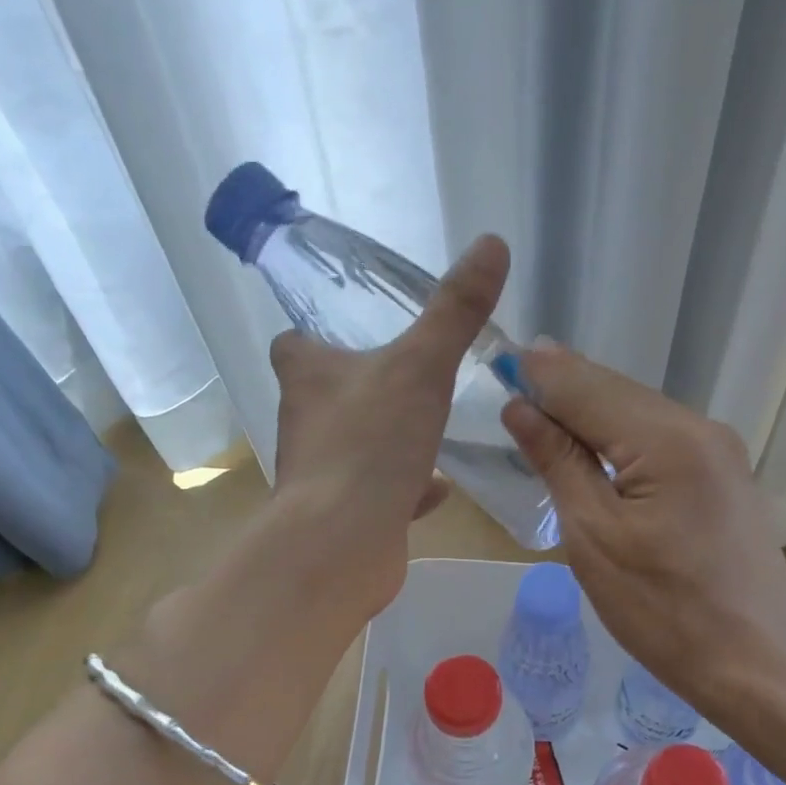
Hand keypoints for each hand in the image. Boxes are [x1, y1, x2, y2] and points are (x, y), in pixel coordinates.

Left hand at [268, 234, 508, 619]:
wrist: (343, 542)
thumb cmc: (371, 442)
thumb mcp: (421, 366)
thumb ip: (455, 311)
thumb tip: (492, 243)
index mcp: (307, 376)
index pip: (294, 344)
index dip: (316, 336)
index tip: (352, 333)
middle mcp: (304, 422)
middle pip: (325, 395)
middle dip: (360, 388)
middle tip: (406, 378)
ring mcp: (320, 474)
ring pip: (352, 446)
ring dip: (383, 439)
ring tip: (424, 429)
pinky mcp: (341, 517)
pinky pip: (376, 493)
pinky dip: (402, 488)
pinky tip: (436, 489)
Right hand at [500, 344, 785, 708]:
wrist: (753, 663)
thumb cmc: (662, 610)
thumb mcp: (593, 536)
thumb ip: (558, 461)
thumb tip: (520, 408)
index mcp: (667, 438)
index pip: (586, 387)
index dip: (538, 376)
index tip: (495, 363)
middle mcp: (700, 427)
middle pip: (615, 393)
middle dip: (562, 391)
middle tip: (509, 391)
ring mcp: (719, 451)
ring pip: (638, 415)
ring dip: (588, 417)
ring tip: (540, 420)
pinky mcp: (723, 476)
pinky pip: (659, 441)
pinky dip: (619, 441)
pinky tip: (592, 453)